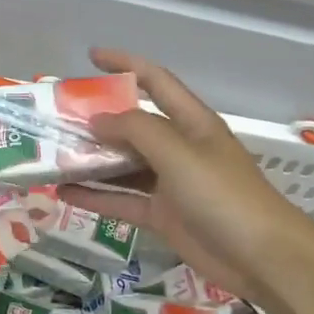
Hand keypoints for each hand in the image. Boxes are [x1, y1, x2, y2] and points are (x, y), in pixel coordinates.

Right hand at [58, 48, 313, 313]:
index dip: (125, 64)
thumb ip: (137, 131)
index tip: (91, 57)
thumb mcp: (180, 154)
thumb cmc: (223, 195)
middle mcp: (179, 147)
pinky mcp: (163, 216)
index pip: (156, 80)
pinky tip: (64, 193)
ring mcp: (170, 183)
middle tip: (58, 117)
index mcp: (191, 122)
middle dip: (98, 118)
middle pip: (133, 125)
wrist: (261, 256)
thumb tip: (98, 119)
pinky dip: (95, 197)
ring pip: (123, 165)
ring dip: (92, 160)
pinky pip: (122, 200)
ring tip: (53, 156)